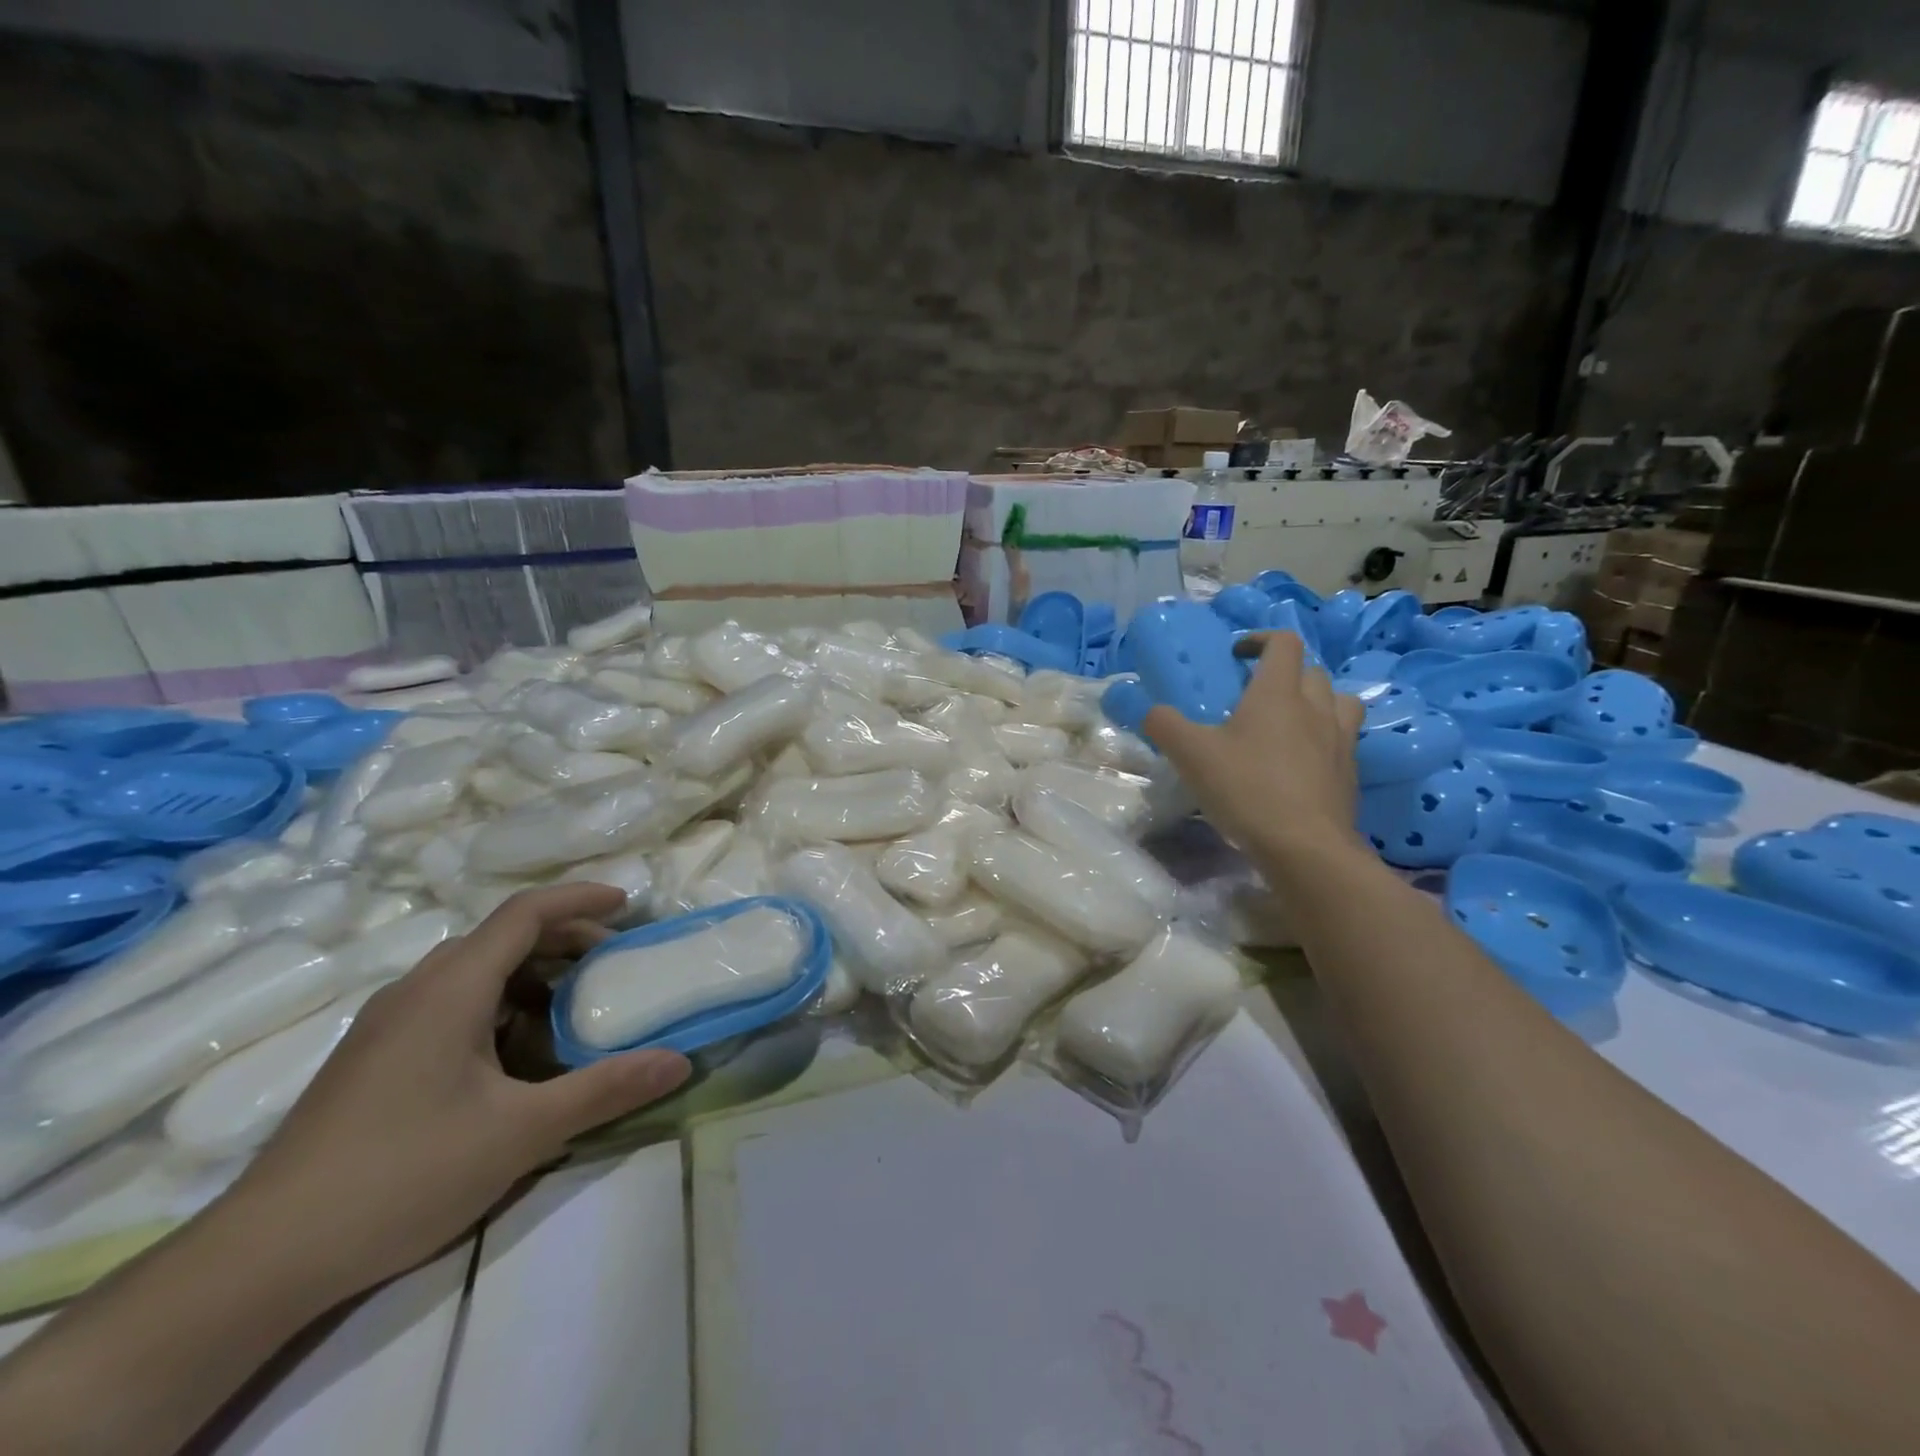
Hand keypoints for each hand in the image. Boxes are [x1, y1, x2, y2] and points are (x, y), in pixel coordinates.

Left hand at [227, 883, 691, 1300]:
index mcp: (450, 988)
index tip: (628, 905)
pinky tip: (515, 1057)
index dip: (580, 899)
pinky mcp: (372, 1059)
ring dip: (531, 975)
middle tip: (611, 963)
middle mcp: (416, 991)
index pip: (524, 913)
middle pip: (500, 937)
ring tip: (572, 1011)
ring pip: (472, 972)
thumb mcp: (522, 1132)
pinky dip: (498, 1006)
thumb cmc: (403, 1174)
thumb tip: (681, 1061)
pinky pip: (449, 1004)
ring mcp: (386, 1025)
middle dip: (563, 940)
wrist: (260, 1260)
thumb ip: (606, 1089)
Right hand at [1141, 630, 1365, 864]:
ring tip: (1290, 723)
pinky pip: (1343, 740)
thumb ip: (1164, 725)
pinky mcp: (1350, 774)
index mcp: (1278, 693)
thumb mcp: (1191, 755)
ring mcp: (1340, 741)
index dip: (1260, 640)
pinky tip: (1300, 765)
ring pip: (1339, 702)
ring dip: (1316, 702)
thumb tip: (1150, 710)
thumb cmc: (1247, 789)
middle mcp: (1316, 708)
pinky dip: (1324, 740)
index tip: (1236, 655)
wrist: (1306, 847)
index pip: (1284, 643)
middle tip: (1256, 696)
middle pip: (1312, 671)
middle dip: (1285, 674)